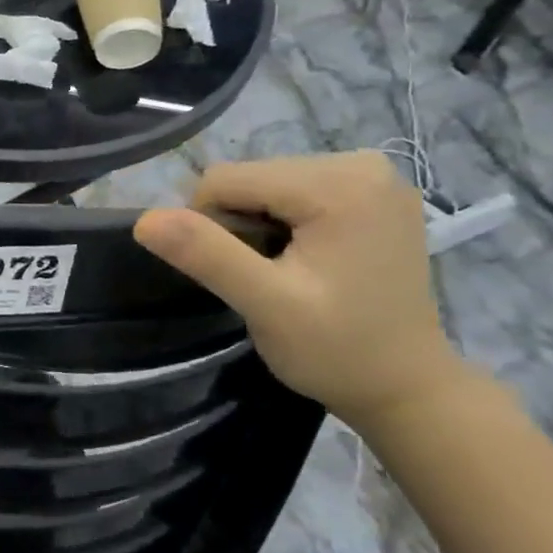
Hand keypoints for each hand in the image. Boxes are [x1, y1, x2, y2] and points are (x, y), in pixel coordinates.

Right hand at [133, 152, 472, 430]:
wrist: (408, 389)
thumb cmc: (338, 351)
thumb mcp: (266, 306)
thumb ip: (207, 255)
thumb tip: (144, 220)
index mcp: (339, 183)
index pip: (227, 179)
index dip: (210, 227)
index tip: (238, 275)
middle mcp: (361, 163)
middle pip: (250, 177)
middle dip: (238, 225)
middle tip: (263, 279)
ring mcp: (372, 175)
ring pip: (266, 183)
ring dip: (258, 225)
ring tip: (286, 273)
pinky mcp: (373, 192)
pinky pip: (295, 191)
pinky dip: (284, 222)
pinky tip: (305, 259)